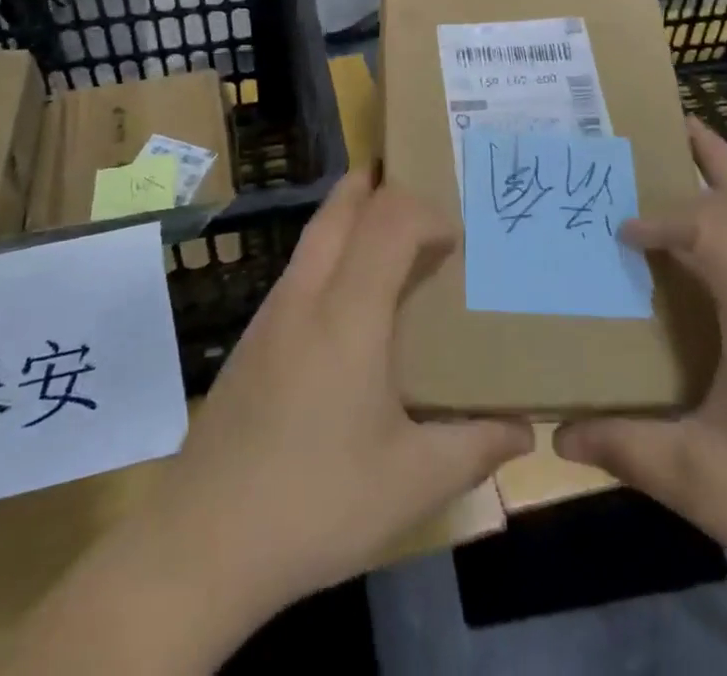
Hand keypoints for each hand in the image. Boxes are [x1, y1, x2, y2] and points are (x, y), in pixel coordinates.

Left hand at [144, 171, 531, 616]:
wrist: (202, 540)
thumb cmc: (316, 504)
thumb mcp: (411, 483)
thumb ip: (474, 447)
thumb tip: (524, 430)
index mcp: (349, 312)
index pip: (388, 221)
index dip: (426, 213)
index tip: (457, 243)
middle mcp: (307, 294)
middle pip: (341, 207)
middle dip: (379, 186)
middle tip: (420, 194)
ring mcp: (272, 311)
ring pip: (315, 233)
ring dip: (352, 216)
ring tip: (392, 241)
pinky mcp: (253, 336)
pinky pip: (300, 266)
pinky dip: (331, 250)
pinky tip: (348, 303)